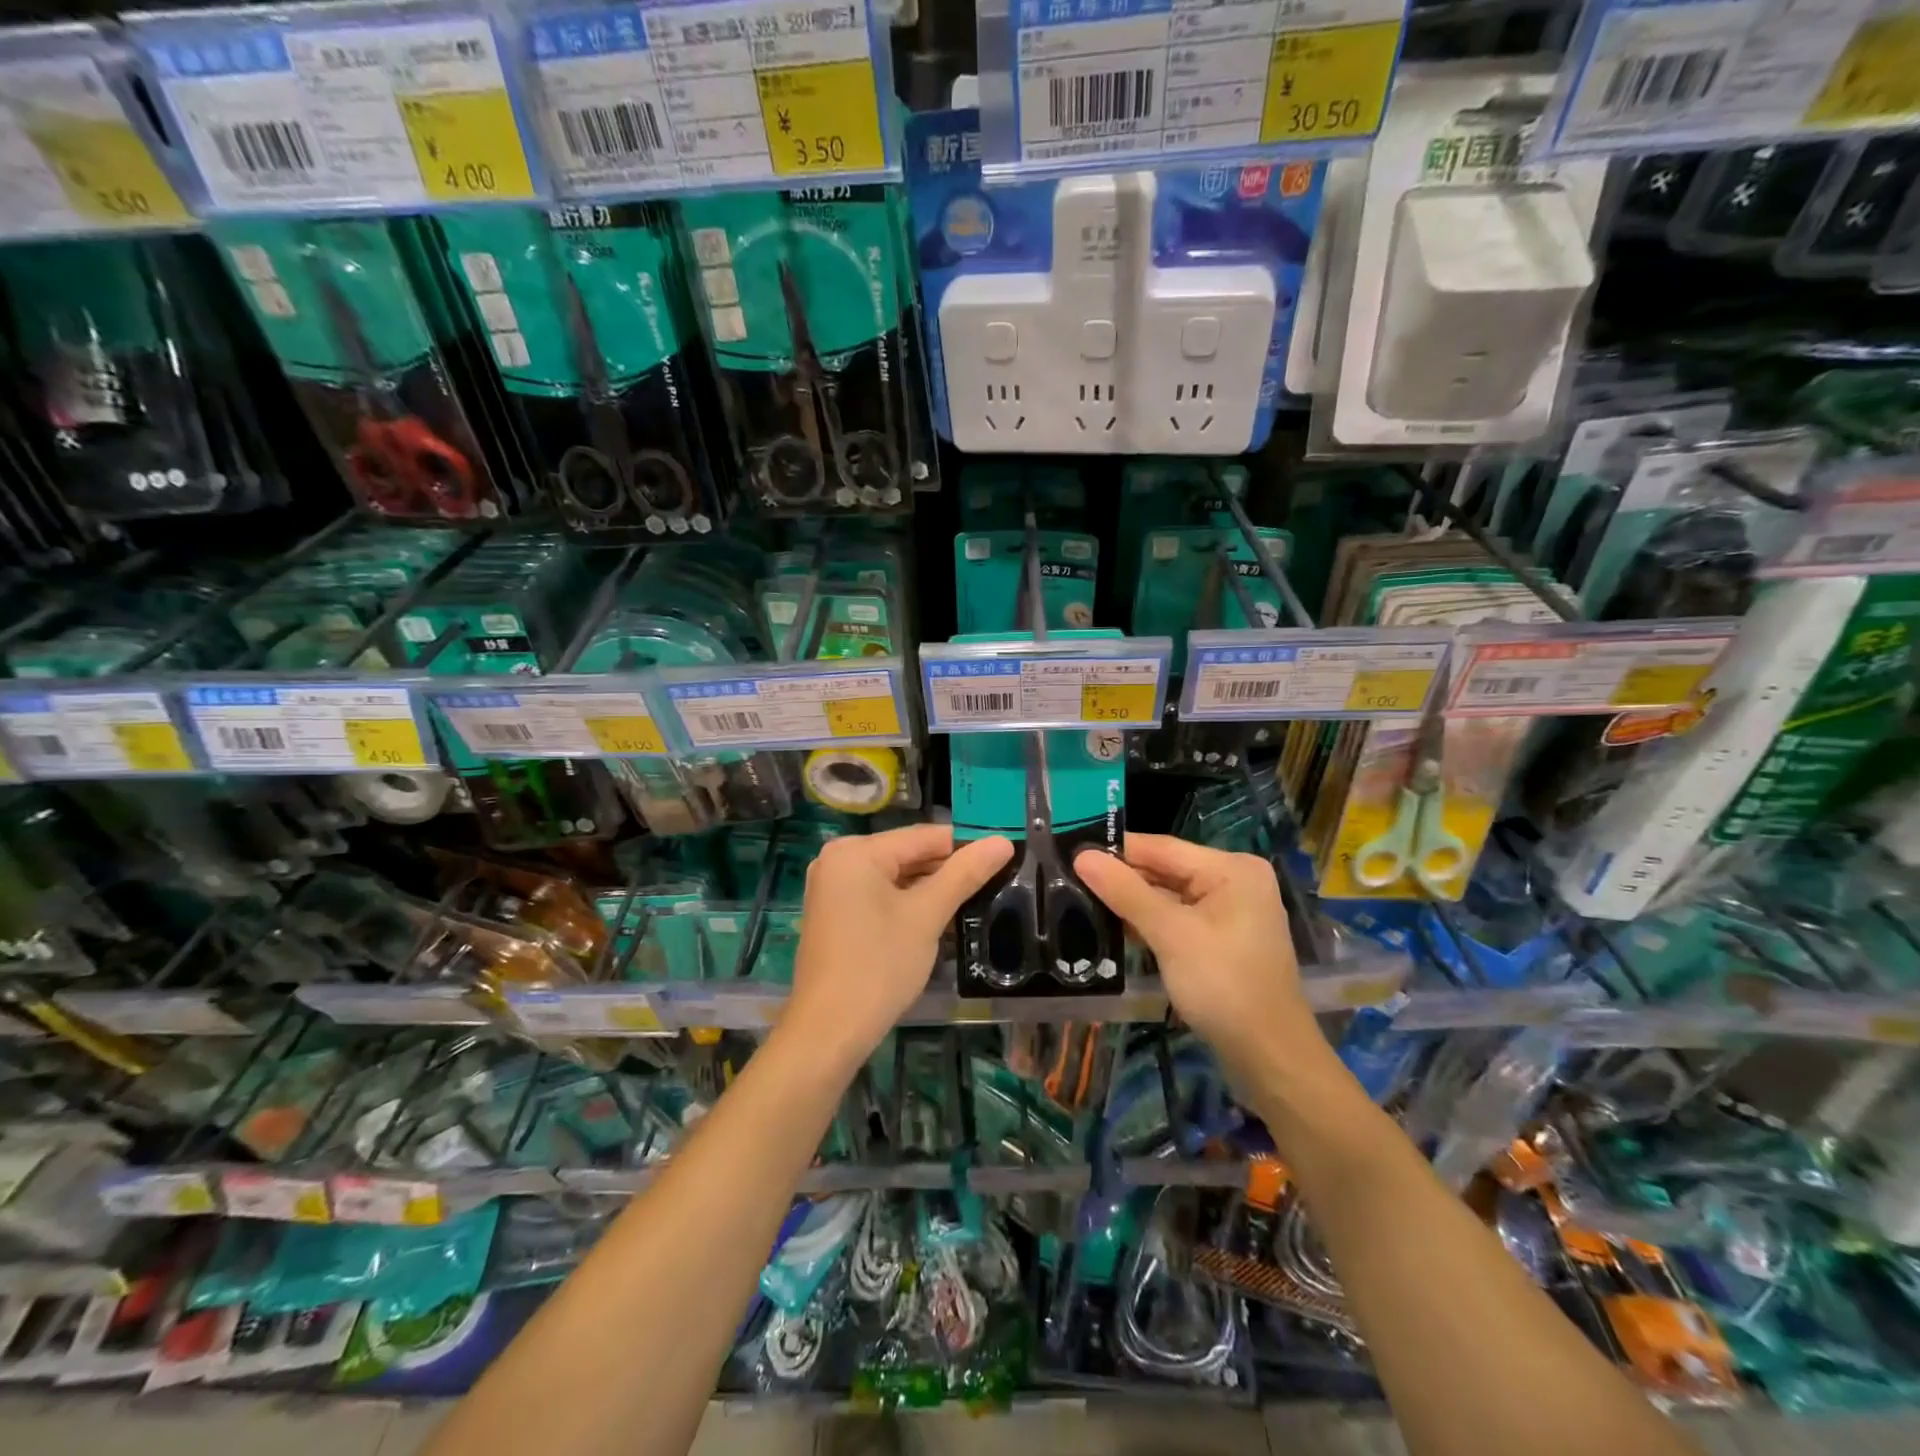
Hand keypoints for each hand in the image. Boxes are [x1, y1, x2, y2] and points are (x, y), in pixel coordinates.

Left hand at [784, 825, 1012, 1064]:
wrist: (829, 1031)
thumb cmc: (879, 965)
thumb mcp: (927, 915)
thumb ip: (964, 874)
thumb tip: (1003, 841)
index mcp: (856, 851)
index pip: (924, 836)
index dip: (966, 845)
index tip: (1004, 858)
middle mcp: (838, 859)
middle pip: (908, 854)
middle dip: (948, 870)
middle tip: (995, 883)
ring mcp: (832, 887)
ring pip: (895, 877)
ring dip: (930, 889)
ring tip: (974, 901)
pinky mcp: (834, 914)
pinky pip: (879, 895)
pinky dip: (907, 904)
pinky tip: (938, 920)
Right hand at [1074, 835, 1329, 1087]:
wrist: (1269, 1056)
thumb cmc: (1223, 985)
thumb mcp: (1170, 934)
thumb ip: (1125, 892)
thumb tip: (1082, 855)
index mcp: (1231, 868)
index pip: (1161, 847)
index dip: (1115, 850)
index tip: (1069, 852)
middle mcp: (1234, 880)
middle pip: (1165, 869)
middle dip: (1122, 878)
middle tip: (1069, 879)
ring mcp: (1231, 910)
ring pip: (1169, 895)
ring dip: (1132, 901)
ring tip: (1081, 900)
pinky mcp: (1222, 937)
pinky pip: (1178, 917)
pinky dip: (1150, 921)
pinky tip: (1115, 926)